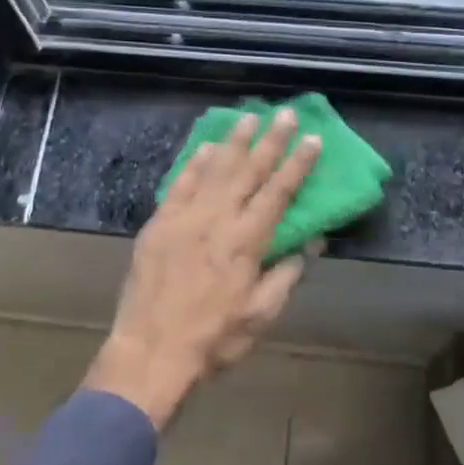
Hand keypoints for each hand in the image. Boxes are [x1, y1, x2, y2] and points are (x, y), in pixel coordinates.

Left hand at [84, 109, 320, 428]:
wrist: (151, 351)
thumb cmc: (214, 338)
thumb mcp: (261, 314)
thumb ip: (286, 274)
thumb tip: (312, 242)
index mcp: (247, 241)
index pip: (279, 192)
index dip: (298, 164)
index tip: (312, 138)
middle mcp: (217, 219)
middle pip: (248, 170)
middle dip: (270, 141)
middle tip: (284, 113)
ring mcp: (185, 218)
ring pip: (214, 169)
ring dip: (233, 142)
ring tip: (248, 118)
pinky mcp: (159, 224)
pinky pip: (180, 184)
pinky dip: (194, 164)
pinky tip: (205, 148)